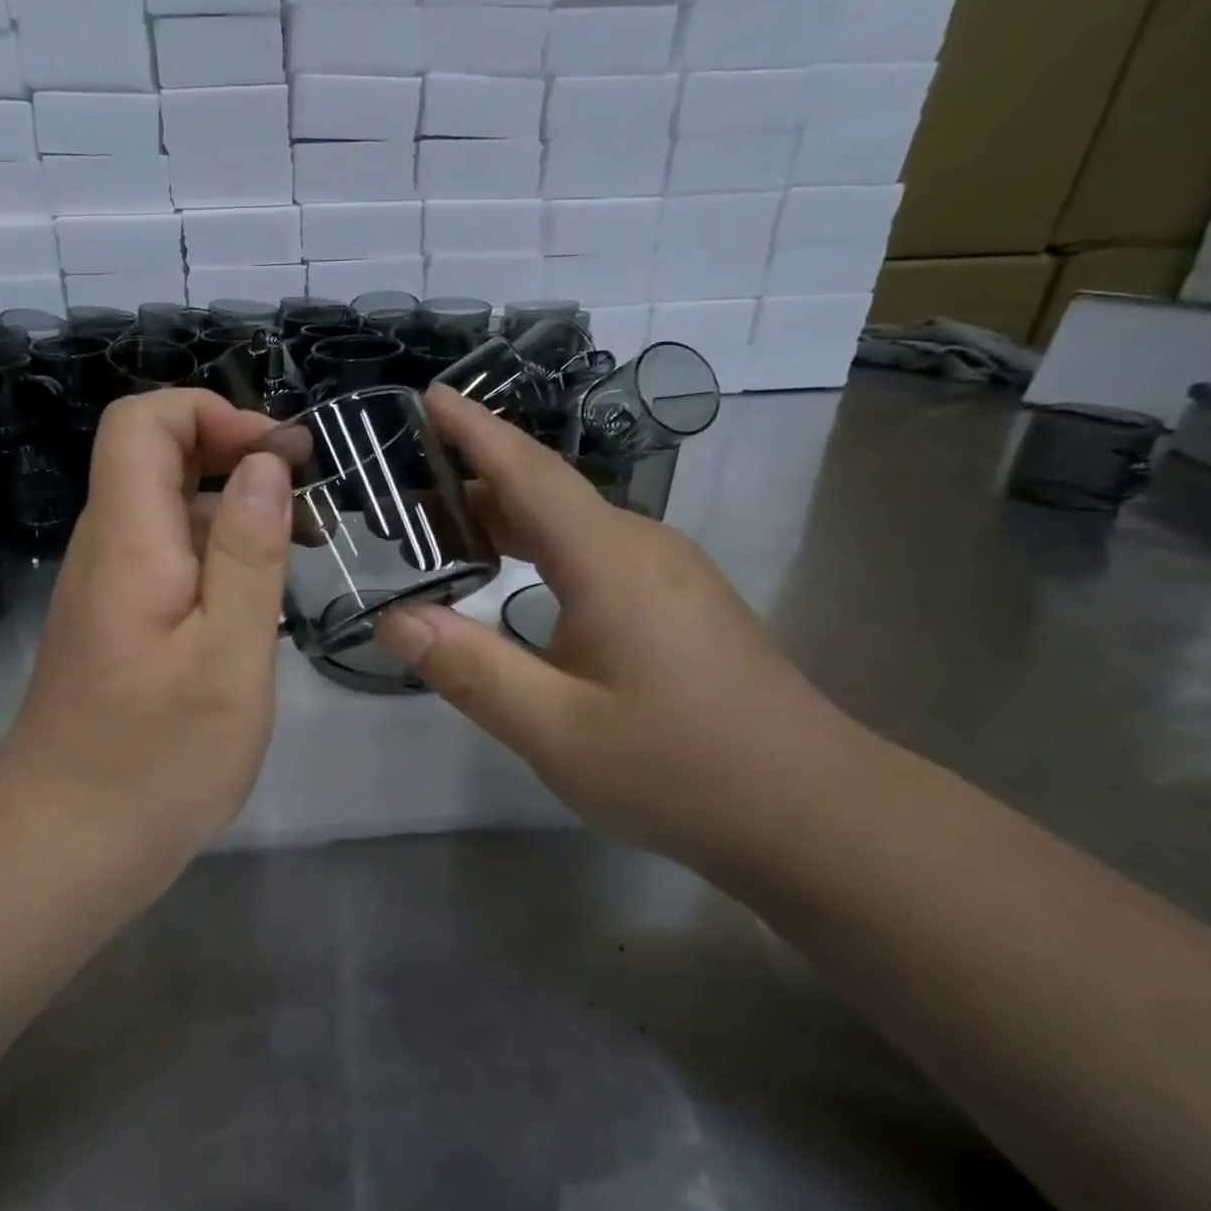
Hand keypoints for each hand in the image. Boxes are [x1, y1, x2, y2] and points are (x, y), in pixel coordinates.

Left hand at [0, 389, 291, 858]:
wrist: (67, 845)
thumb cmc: (157, 758)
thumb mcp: (228, 654)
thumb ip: (248, 553)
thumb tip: (263, 465)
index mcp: (128, 540)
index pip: (142, 421)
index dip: (210, 413)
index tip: (279, 456)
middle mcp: (108, 549)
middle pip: (157, 459)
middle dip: (236, 458)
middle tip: (309, 506)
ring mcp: (110, 588)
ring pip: (169, 512)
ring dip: (235, 512)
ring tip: (304, 550)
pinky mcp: (120, 624)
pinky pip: (169, 560)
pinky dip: (220, 558)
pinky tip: (262, 603)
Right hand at [375, 385, 871, 871]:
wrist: (817, 815)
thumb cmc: (682, 770)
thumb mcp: (556, 731)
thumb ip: (469, 669)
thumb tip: (393, 618)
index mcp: (609, 561)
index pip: (528, 473)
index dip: (474, 430)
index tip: (427, 395)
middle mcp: (641, 547)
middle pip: (544, 494)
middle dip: (470, 482)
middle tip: (400, 496)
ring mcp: (667, 573)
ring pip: (568, 525)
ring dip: (503, 519)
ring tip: (438, 534)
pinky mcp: (678, 602)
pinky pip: (591, 553)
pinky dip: (535, 549)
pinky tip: (510, 579)